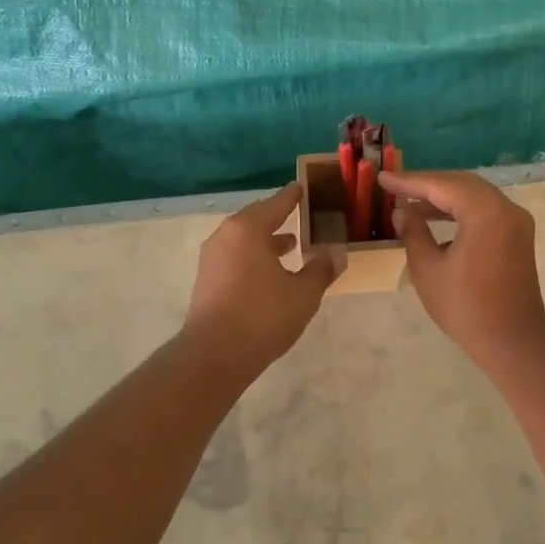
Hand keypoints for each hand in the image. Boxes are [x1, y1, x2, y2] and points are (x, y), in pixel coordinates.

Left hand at [182, 185, 340, 371]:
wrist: (214, 355)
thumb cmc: (263, 316)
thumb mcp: (303, 293)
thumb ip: (321, 269)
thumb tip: (337, 253)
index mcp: (248, 229)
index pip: (277, 203)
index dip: (294, 196)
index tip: (305, 188)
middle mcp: (226, 235)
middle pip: (257, 217)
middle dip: (280, 216)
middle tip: (302, 214)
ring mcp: (212, 257)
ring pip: (244, 238)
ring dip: (267, 238)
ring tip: (291, 244)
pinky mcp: (207, 278)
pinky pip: (235, 255)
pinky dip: (254, 254)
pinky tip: (270, 271)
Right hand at [380, 170, 544, 372]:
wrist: (513, 342)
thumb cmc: (466, 307)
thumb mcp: (428, 269)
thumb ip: (413, 232)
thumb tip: (402, 211)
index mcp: (485, 212)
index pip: (441, 185)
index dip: (409, 182)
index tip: (382, 178)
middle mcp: (505, 208)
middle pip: (461, 184)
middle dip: (427, 184)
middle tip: (395, 187)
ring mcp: (516, 221)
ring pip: (474, 195)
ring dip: (443, 197)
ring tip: (410, 204)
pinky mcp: (518, 235)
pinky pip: (485, 210)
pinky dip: (460, 209)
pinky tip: (436, 219)